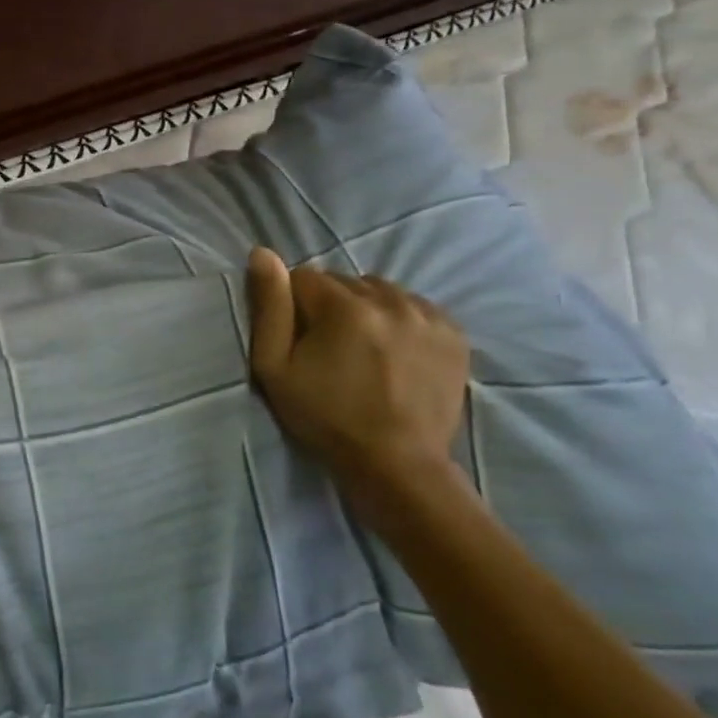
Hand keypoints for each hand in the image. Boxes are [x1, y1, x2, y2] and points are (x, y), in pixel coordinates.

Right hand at [246, 248, 473, 527]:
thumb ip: (269, 307)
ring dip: (365, 309)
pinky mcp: (454, 333)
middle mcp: (390, 301)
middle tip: (329, 349)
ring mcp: (427, 316)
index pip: (303, 278)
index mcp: (344, 307)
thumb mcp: (275, 367)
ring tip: (363, 349)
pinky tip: (393, 351)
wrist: (397, 465)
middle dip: (330, 306)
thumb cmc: (325, 417)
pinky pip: (413, 305)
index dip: (293, 307)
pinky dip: (399, 319)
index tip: (299, 341)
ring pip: (379, 290)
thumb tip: (263, 253)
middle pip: (343, 282)